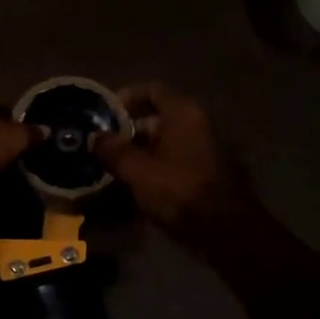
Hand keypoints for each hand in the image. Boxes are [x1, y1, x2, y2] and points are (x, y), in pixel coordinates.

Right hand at [93, 83, 244, 229]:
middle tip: (105, 146)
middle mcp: (198, 122)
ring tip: (116, 167)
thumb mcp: (137, 170)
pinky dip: (156, 164)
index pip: (152, 89)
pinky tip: (138, 183)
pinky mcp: (208, 169)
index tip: (105, 115)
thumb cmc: (179, 189)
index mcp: (183, 112)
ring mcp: (206, 146)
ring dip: (141, 150)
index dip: (126, 98)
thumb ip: (113, 151)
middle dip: (129, 130)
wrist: (226, 229)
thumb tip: (94, 137)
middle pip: (158, 116)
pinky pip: (176, 157)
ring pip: (166, 140)